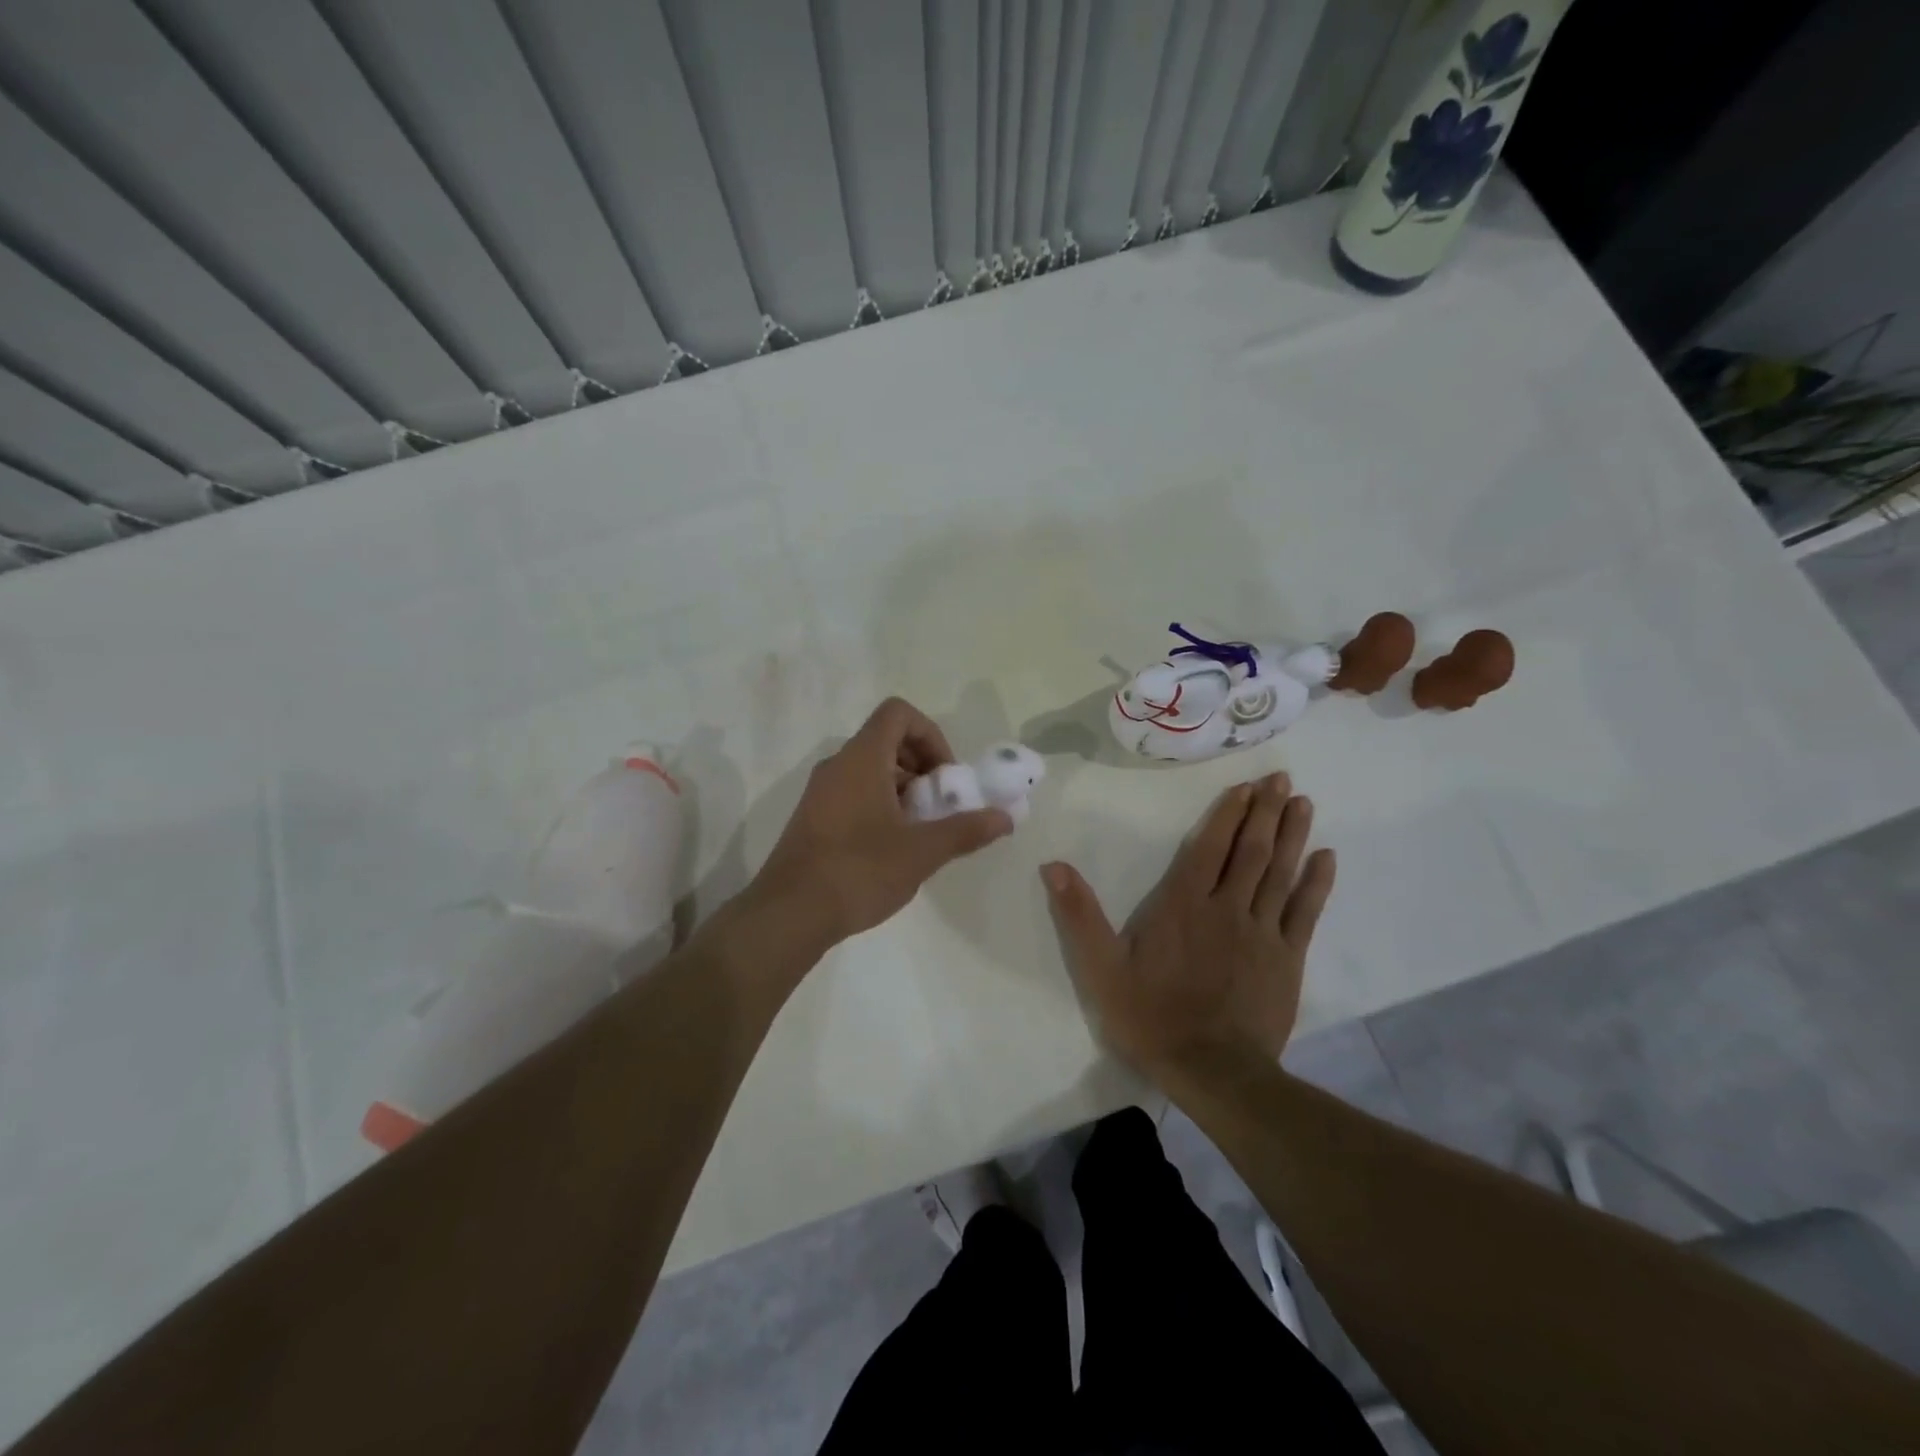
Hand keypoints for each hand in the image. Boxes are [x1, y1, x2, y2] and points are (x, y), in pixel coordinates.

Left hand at [746, 698, 1013, 951]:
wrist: (789, 914)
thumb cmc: (859, 871)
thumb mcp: (921, 852)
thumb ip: (966, 830)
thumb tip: (1005, 818)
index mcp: (861, 758)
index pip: (898, 714)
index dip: (931, 735)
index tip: (945, 776)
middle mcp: (837, 765)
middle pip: (887, 740)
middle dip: (923, 766)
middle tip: (940, 805)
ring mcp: (820, 791)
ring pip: (871, 769)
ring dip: (904, 789)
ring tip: (921, 831)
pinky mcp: (813, 817)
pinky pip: (854, 792)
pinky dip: (881, 804)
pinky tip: (892, 848)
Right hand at [1042, 772, 1334, 1078]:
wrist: (1212, 1071)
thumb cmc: (1151, 1016)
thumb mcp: (1101, 969)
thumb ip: (1079, 916)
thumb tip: (1053, 867)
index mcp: (1183, 905)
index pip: (1209, 848)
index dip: (1228, 815)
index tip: (1246, 787)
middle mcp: (1226, 908)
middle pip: (1251, 851)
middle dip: (1265, 812)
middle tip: (1281, 780)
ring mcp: (1262, 932)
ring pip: (1280, 873)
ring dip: (1292, 835)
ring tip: (1303, 803)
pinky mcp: (1287, 959)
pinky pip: (1306, 912)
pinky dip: (1317, 884)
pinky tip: (1327, 858)